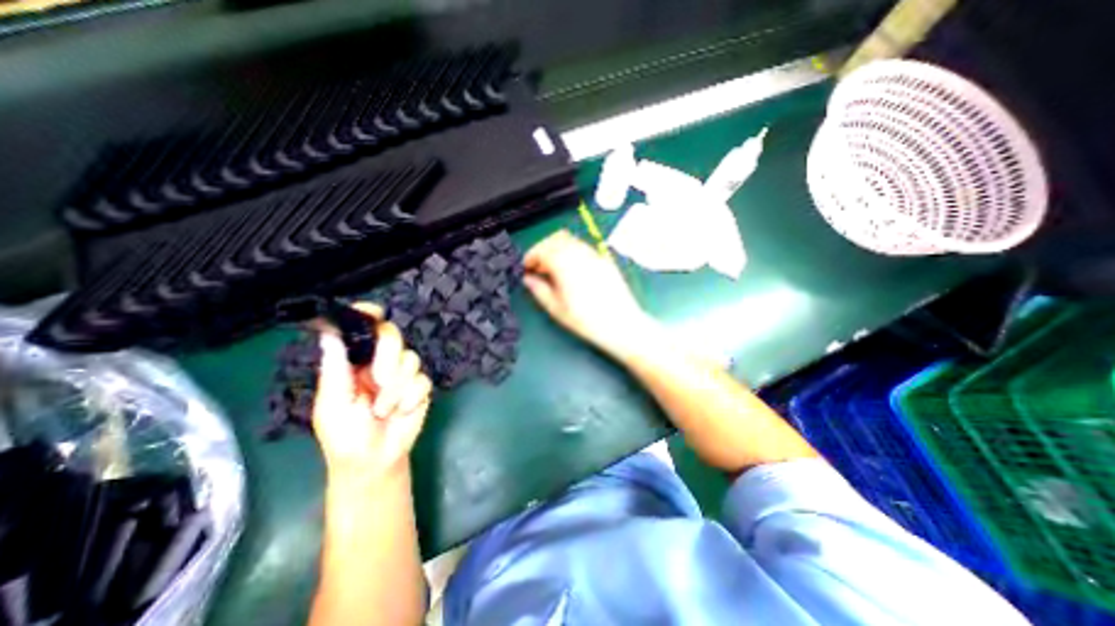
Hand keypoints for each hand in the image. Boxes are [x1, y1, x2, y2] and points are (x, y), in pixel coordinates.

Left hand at [316, 305, 437, 481]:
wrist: (375, 460)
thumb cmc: (344, 435)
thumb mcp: (332, 403)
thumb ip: (335, 368)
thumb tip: (329, 334)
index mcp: (355, 362)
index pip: (364, 330)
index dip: (368, 316)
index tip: (372, 312)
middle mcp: (381, 362)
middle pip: (393, 336)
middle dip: (388, 357)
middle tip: (379, 380)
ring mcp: (403, 374)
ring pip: (411, 359)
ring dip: (397, 387)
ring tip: (384, 409)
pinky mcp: (421, 387)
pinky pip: (423, 381)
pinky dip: (410, 398)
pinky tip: (401, 411)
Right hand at [529, 229, 655, 356]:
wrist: (621, 325)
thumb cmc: (586, 321)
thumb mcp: (556, 309)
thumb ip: (539, 290)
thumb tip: (528, 279)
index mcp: (565, 264)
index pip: (542, 249)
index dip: (531, 257)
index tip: (527, 268)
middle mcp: (580, 254)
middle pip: (556, 239)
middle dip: (543, 249)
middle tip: (538, 267)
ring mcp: (595, 255)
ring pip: (571, 240)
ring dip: (557, 249)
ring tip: (554, 269)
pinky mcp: (605, 260)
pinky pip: (584, 247)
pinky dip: (572, 252)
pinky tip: (572, 270)